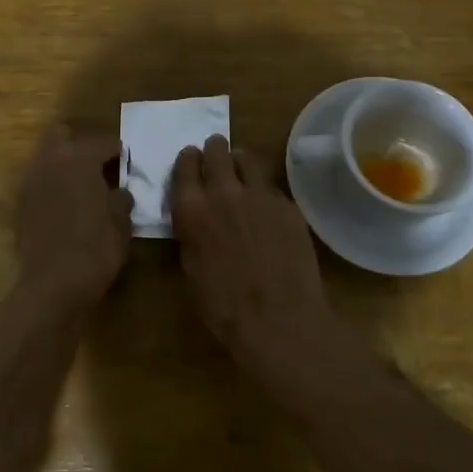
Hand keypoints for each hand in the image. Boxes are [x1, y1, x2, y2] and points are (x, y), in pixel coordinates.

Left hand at [13, 126, 133, 311]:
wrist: (51, 286)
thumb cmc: (95, 251)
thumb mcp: (121, 224)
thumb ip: (121, 200)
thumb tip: (120, 192)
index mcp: (79, 159)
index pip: (103, 142)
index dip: (119, 150)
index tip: (128, 161)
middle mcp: (50, 161)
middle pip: (63, 134)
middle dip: (81, 142)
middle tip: (100, 163)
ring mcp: (30, 181)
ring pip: (46, 156)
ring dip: (64, 162)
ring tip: (83, 184)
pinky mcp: (19, 204)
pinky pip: (38, 180)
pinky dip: (52, 184)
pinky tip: (66, 203)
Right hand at [171, 134, 334, 363]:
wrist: (278, 320)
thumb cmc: (223, 306)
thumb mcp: (191, 267)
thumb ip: (191, 231)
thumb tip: (195, 216)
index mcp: (192, 208)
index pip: (185, 165)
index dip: (187, 160)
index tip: (191, 160)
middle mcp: (223, 192)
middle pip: (216, 151)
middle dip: (214, 150)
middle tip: (216, 156)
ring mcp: (259, 195)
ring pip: (247, 159)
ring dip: (240, 162)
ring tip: (242, 172)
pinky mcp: (287, 205)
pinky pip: (270, 186)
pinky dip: (263, 190)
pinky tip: (266, 209)